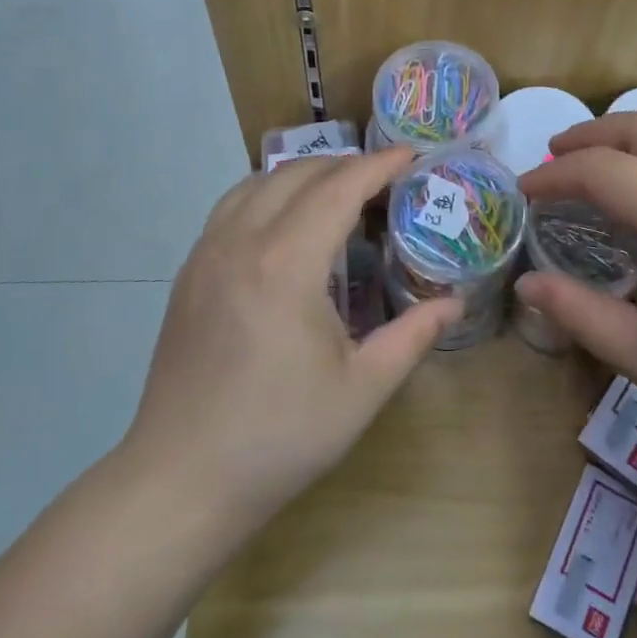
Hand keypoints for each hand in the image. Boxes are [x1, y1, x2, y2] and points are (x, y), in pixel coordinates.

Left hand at [121, 148, 458, 526]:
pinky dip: (268, 193)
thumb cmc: (280, 437)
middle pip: (297, 174)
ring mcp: (206, 255)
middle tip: (384, 180)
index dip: (378, 166)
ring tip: (339, 192)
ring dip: (303, 175)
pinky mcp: (188, 274)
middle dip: (345, 165)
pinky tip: (287, 224)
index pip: (338, 189)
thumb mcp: (362, 389)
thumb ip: (414, 335)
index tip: (411, 156)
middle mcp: (240, 243)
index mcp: (286, 265)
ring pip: (257, 183)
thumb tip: (455, 302)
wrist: (181, 481)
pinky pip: (231, 207)